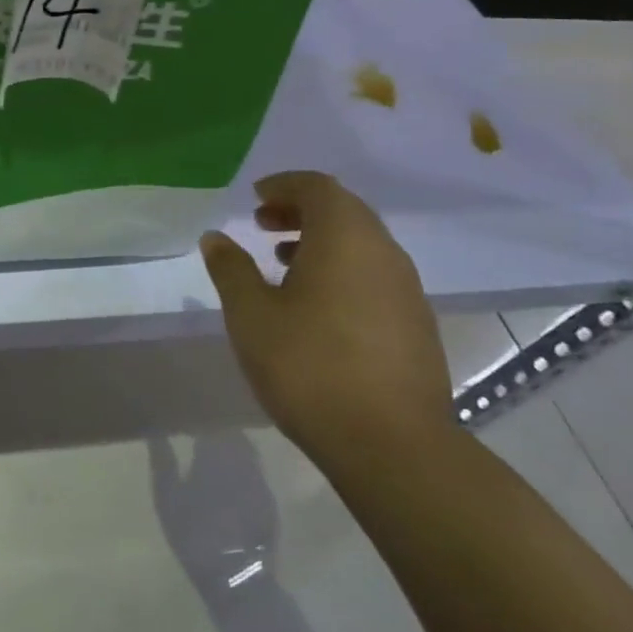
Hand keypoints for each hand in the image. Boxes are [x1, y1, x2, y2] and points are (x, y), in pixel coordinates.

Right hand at [148, 434, 275, 596]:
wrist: (237, 579)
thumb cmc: (194, 535)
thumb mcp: (167, 499)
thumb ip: (163, 461)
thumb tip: (155, 431)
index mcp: (214, 454)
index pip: (208, 424)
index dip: (198, 421)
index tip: (185, 422)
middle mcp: (241, 460)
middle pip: (231, 434)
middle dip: (217, 431)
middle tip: (200, 435)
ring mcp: (259, 480)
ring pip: (246, 452)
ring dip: (232, 449)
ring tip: (216, 456)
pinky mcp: (270, 501)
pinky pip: (256, 473)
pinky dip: (244, 470)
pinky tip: (234, 481)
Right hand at [200, 171, 453, 472]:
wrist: (393, 446)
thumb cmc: (310, 366)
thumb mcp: (251, 315)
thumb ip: (231, 269)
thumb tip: (215, 238)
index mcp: (345, 237)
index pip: (317, 187)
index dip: (284, 185)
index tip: (255, 199)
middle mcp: (383, 252)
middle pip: (344, 210)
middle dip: (301, 210)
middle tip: (263, 226)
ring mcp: (407, 289)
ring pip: (362, 244)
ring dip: (322, 241)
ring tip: (284, 263)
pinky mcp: (417, 325)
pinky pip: (375, 275)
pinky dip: (343, 271)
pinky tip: (318, 307)